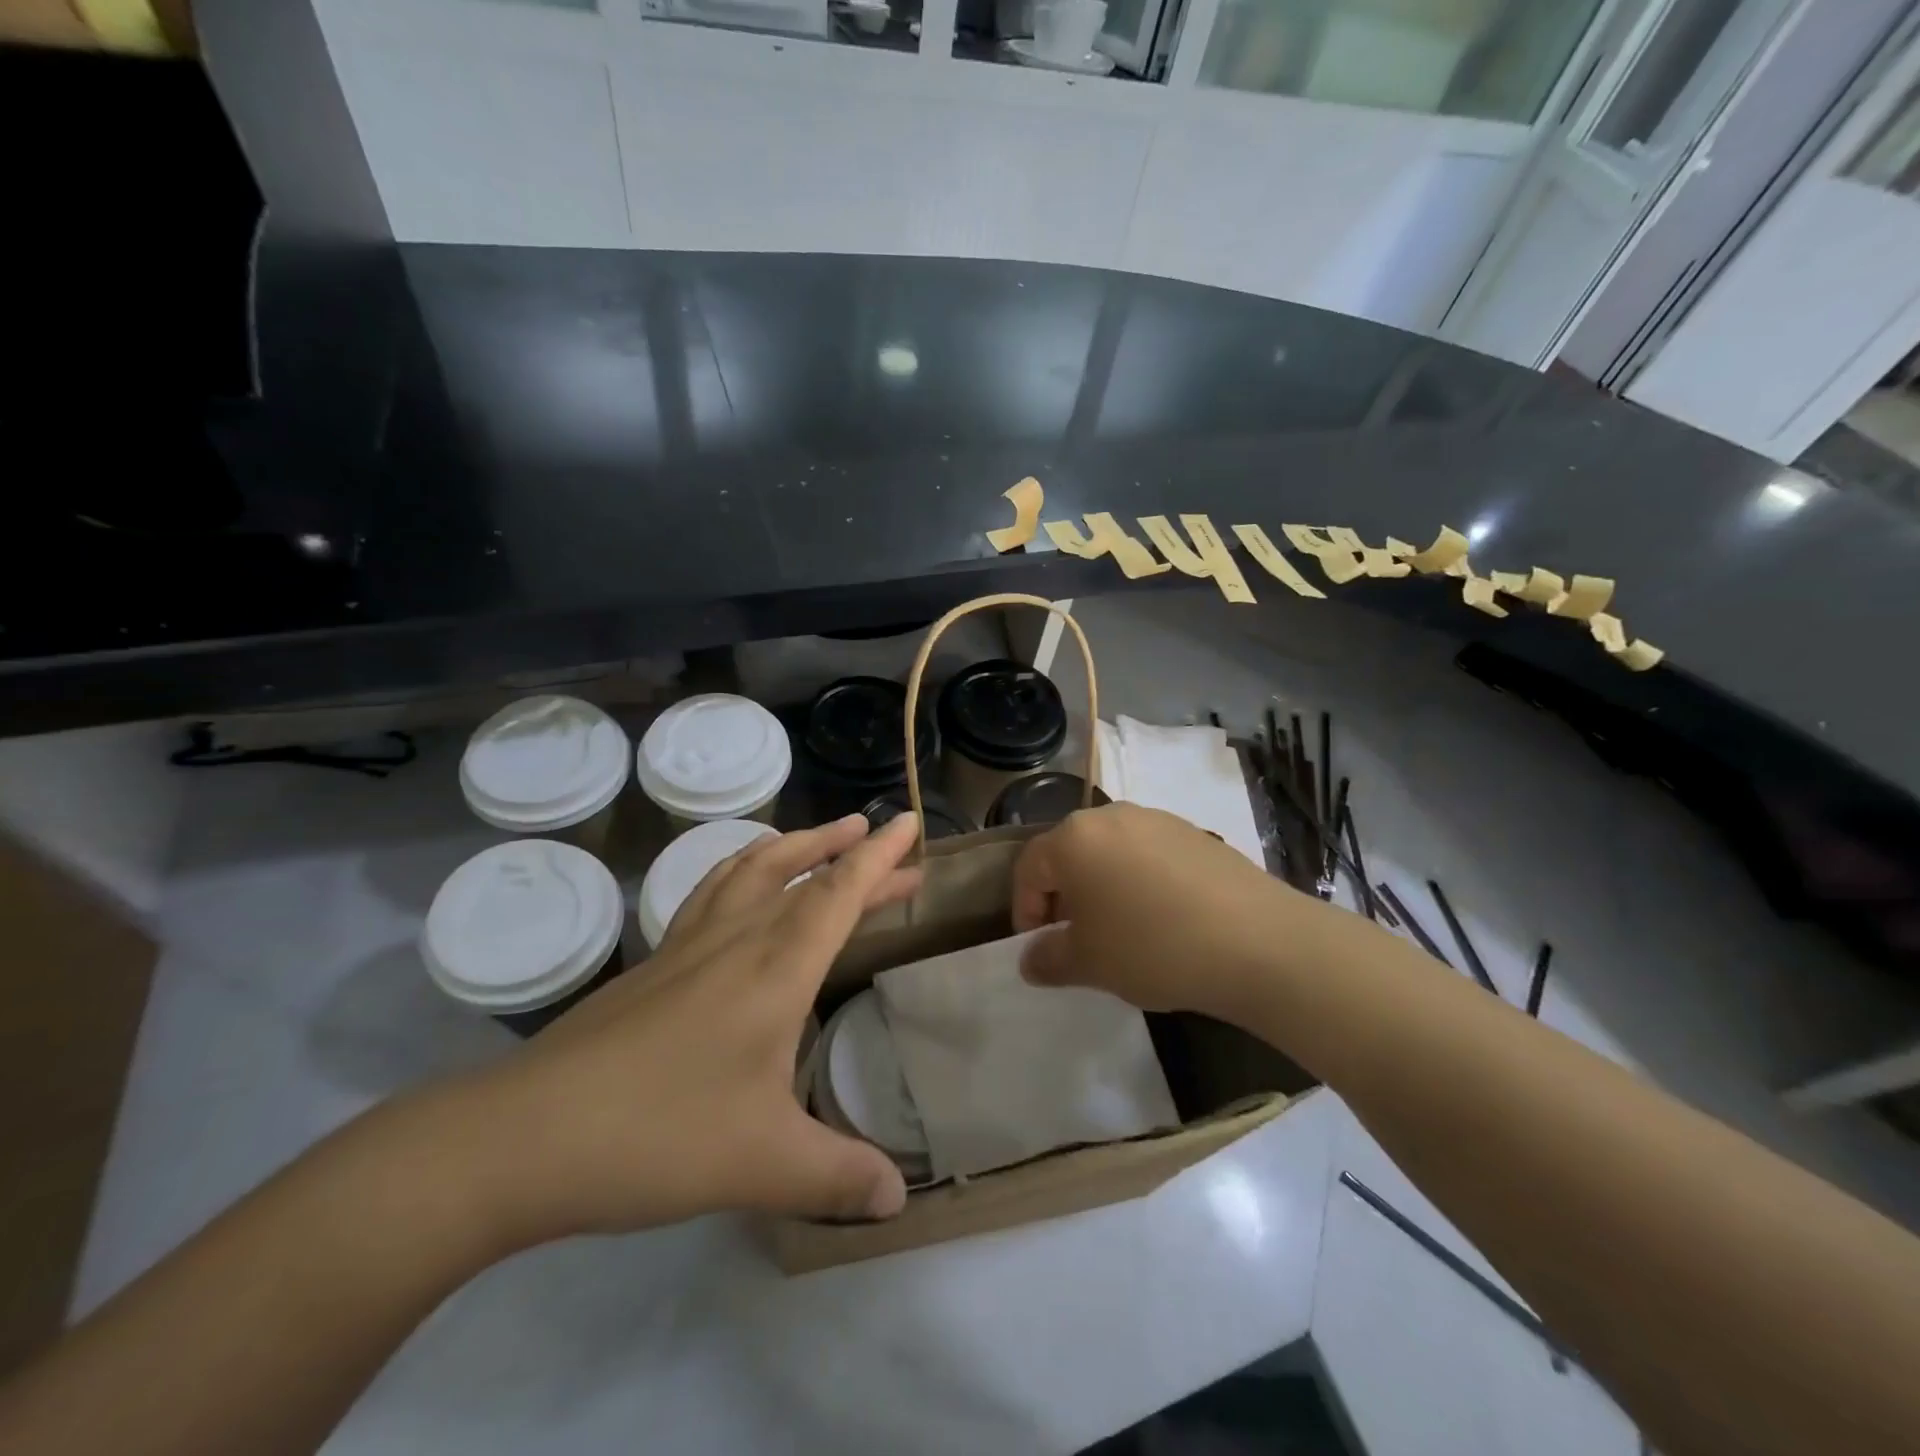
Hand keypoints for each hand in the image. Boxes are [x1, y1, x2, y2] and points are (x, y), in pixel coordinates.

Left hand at [444, 812, 923, 1247]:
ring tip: (823, 839)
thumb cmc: (659, 1136)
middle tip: (891, 845)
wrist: (524, 1137)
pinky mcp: (654, 963)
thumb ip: (838, 1176)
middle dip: (853, 855)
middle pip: (803, 875)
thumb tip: (897, 1201)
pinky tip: (741, 888)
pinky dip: (742, 869)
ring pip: (751, 870)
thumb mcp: (764, 1166)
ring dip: (795, 847)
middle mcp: (736, 940)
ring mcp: (688, 946)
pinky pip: (712, 892)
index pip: (839, 894)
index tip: (908, 824)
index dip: (879, 858)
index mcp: (774, 969)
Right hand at [1012, 803, 1298, 1022]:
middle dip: (1064, 897)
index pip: (1029, 867)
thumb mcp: (1089, 964)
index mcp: (1074, 838)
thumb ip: (1048, 959)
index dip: (1025, 910)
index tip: (1038, 947)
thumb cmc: (1152, 947)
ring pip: (1111, 852)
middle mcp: (1111, 816)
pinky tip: (1163, 919)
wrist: (1258, 942)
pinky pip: (1149, 855)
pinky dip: (1140, 882)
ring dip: (1103, 888)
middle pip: (1070, 853)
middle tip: (1076, 939)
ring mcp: (1157, 820)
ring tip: (1120, 931)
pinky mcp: (1195, 832)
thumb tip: (1030, 959)